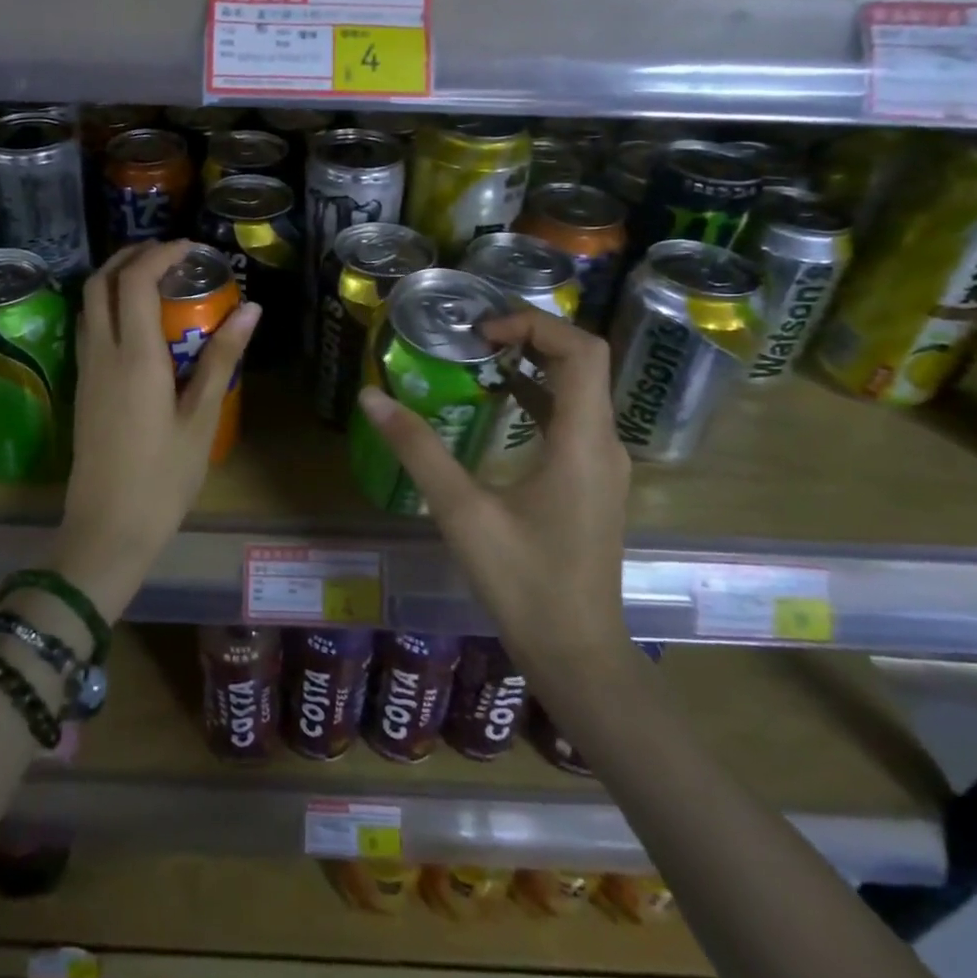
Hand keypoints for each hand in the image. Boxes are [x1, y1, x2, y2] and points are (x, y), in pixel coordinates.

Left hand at [53, 241, 259, 619]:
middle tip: (170, 255)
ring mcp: (86, 370)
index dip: (160, 254)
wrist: (107, 529)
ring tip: (156, 280)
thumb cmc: (163, 478)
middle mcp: (102, 353)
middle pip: (100, 282)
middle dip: (131, 256)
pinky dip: (109, 305)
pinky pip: (89, 328)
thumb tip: (250, 309)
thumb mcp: (201, 418)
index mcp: (134, 357)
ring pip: (89, 303)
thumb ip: (222, 358)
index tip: (192, 249)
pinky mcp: (83, 388)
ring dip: (116, 278)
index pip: (134, 281)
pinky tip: (139, 322)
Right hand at [356, 309, 629, 669]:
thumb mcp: (461, 511)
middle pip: (582, 362)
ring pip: (580, 390)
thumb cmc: (523, 582)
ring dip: (534, 364)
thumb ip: (417, 448)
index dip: (534, 324)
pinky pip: (573, 418)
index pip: (581, 350)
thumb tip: (371, 396)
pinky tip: (499, 406)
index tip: (481, 332)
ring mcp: (604, 465)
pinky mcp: (594, 483)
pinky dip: (538, 396)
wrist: (576, 654)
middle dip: (531, 336)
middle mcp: (605, 443)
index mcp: (584, 441)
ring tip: (479, 358)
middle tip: (474, 336)